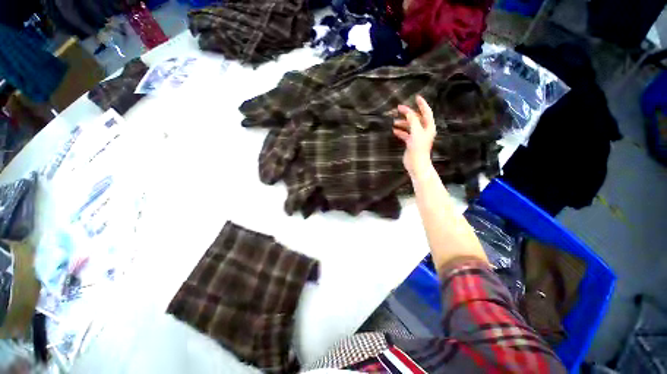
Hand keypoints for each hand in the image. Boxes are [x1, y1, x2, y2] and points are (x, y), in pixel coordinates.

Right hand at [393, 95, 436, 177]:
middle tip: (398, 109)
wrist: (416, 164)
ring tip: (394, 122)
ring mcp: (417, 137)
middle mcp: (424, 130)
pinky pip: (405, 134)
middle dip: (408, 114)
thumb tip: (408, 111)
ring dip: (403, 123)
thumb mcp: (416, 132)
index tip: (416, 97)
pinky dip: (400, 132)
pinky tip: (394, 131)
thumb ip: (412, 120)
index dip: (422, 104)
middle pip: (416, 118)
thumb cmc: (418, 148)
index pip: (426, 112)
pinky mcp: (411, 143)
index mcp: (428, 127)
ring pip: (410, 126)